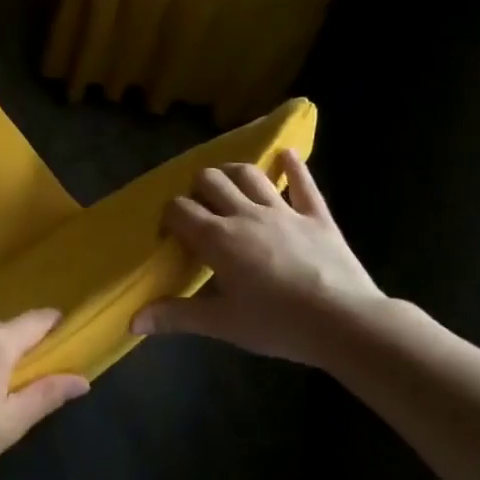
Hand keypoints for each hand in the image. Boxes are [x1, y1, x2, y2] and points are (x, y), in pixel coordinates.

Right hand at [130, 150, 383, 366]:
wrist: (346, 323)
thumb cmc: (278, 324)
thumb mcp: (222, 324)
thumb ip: (175, 317)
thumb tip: (133, 321)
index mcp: (217, 238)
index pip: (179, 209)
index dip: (169, 215)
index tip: (169, 233)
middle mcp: (245, 214)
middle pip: (211, 180)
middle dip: (197, 188)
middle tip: (198, 209)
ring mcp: (284, 211)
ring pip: (250, 175)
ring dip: (233, 173)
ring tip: (228, 185)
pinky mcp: (317, 216)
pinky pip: (304, 184)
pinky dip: (293, 167)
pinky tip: (286, 156)